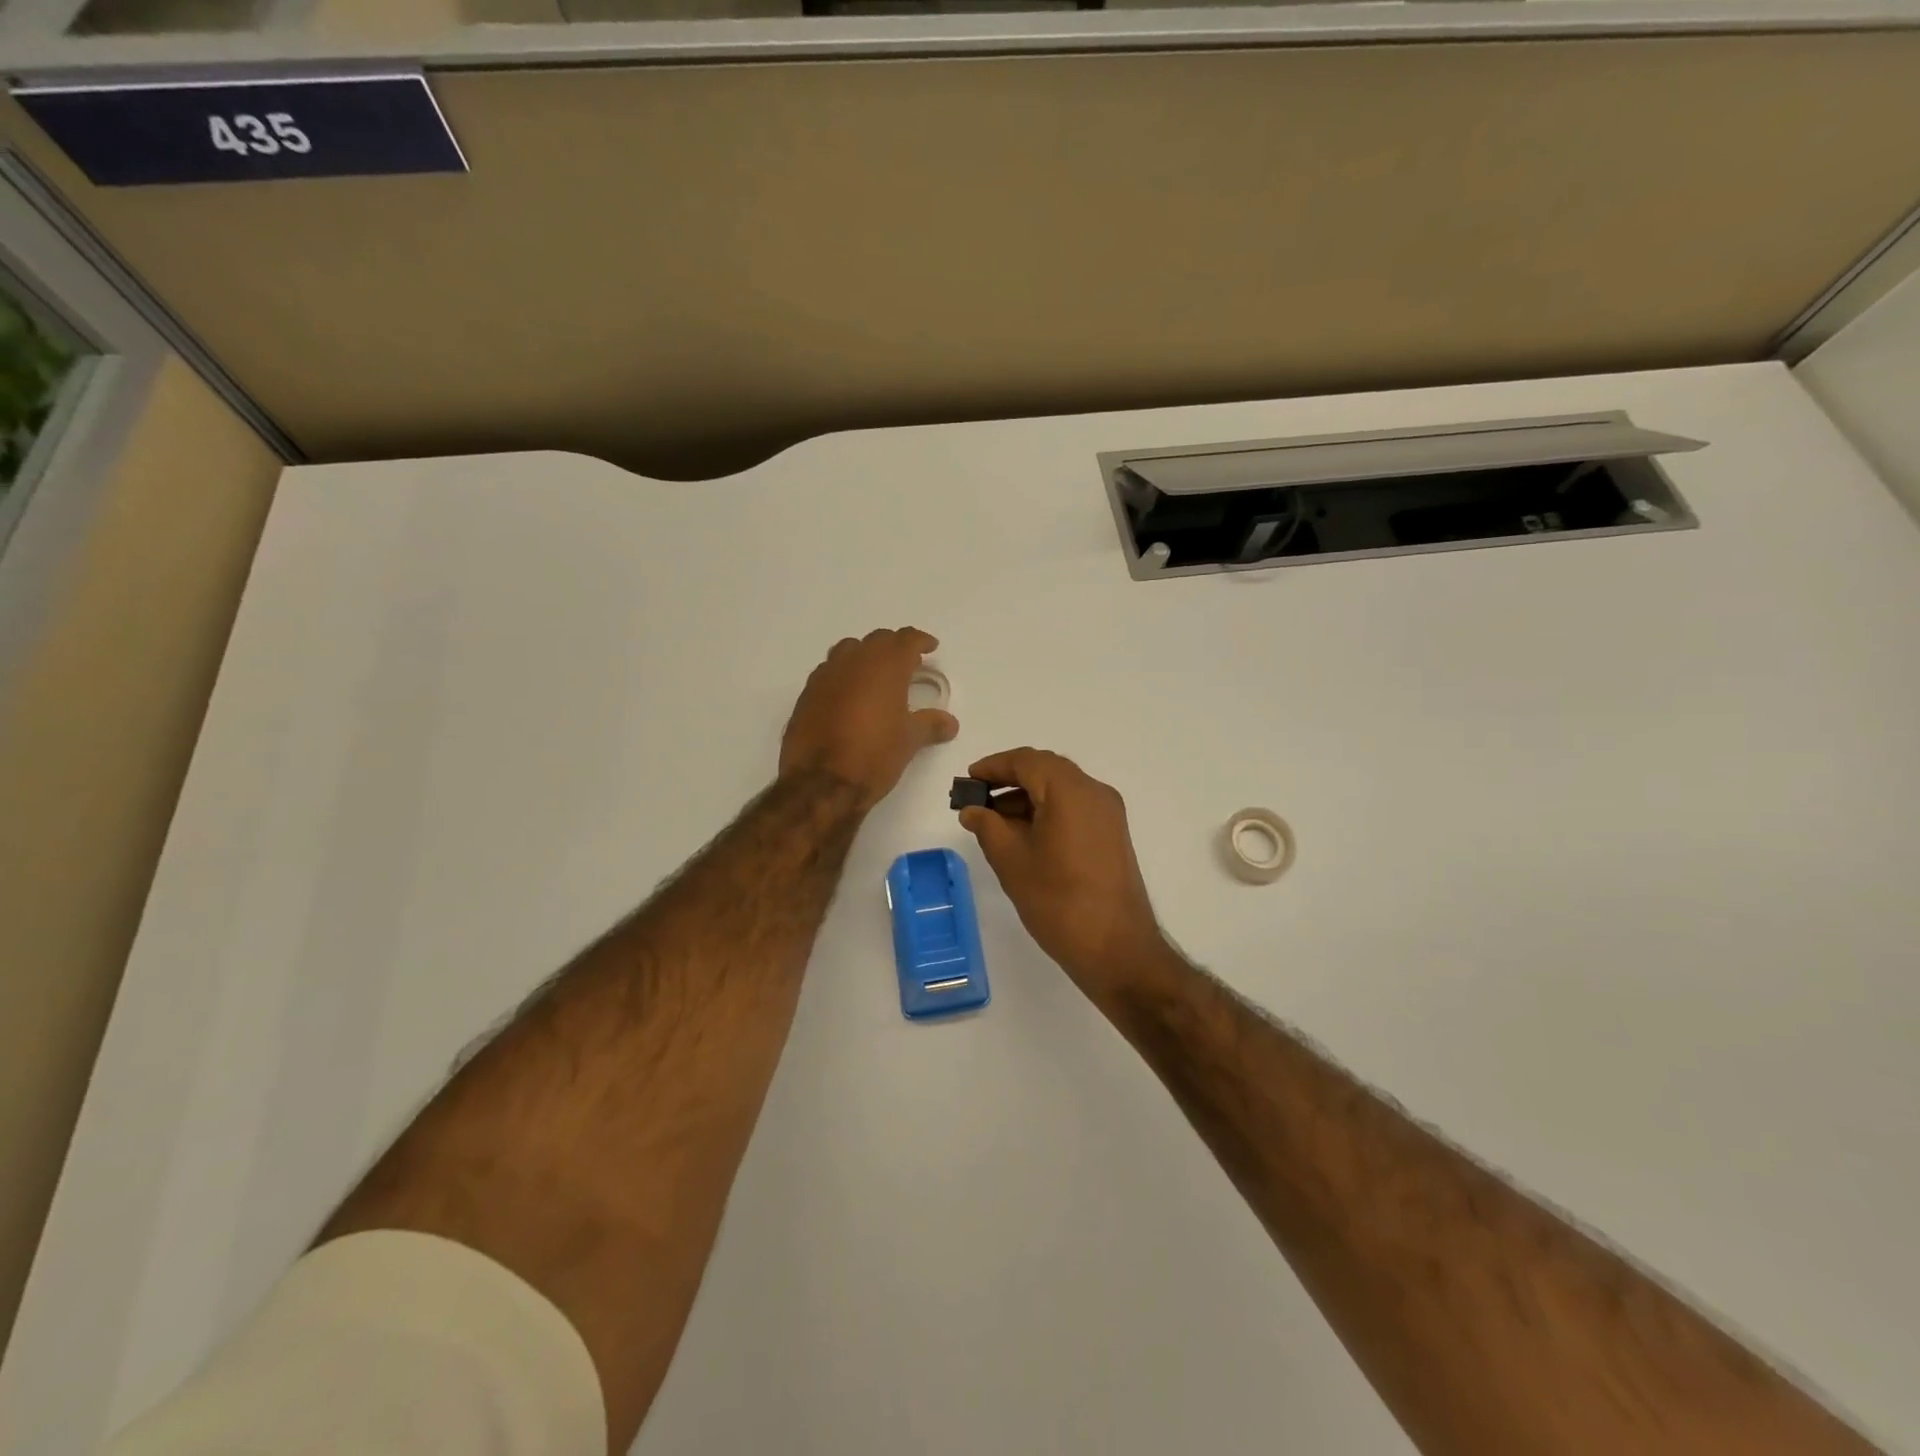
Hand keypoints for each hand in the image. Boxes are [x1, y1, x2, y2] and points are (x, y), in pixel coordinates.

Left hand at [779, 628, 958, 809]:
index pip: (906, 639)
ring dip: (865, 656)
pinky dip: (844, 676)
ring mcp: (826, 676)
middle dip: (894, 647)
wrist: (820, 783)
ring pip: (848, 650)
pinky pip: (829, 672)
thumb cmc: (874, 756)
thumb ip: (930, 725)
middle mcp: (854, 662)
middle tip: (907, 664)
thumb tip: (950, 722)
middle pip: (877, 640)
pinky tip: (849, 697)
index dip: (920, 640)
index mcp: (885, 666)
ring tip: (876, 676)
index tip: (930, 647)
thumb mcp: (909, 741)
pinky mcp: (806, 694)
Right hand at [959, 748, 1164, 990]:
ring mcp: (1108, 814)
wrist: (1116, 948)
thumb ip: (987, 827)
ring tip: (993, 821)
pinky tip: (1023, 835)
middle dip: (1009, 780)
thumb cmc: (1058, 901)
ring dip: (1027, 797)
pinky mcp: (1112, 835)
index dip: (993, 766)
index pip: (1026, 761)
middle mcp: (1095, 792)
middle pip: (1046, 770)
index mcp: (1070, 790)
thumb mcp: (1011, 861)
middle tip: (977, 799)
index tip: (968, 780)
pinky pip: (1074, 808)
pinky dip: (1047, 811)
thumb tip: (972, 810)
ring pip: (1061, 789)